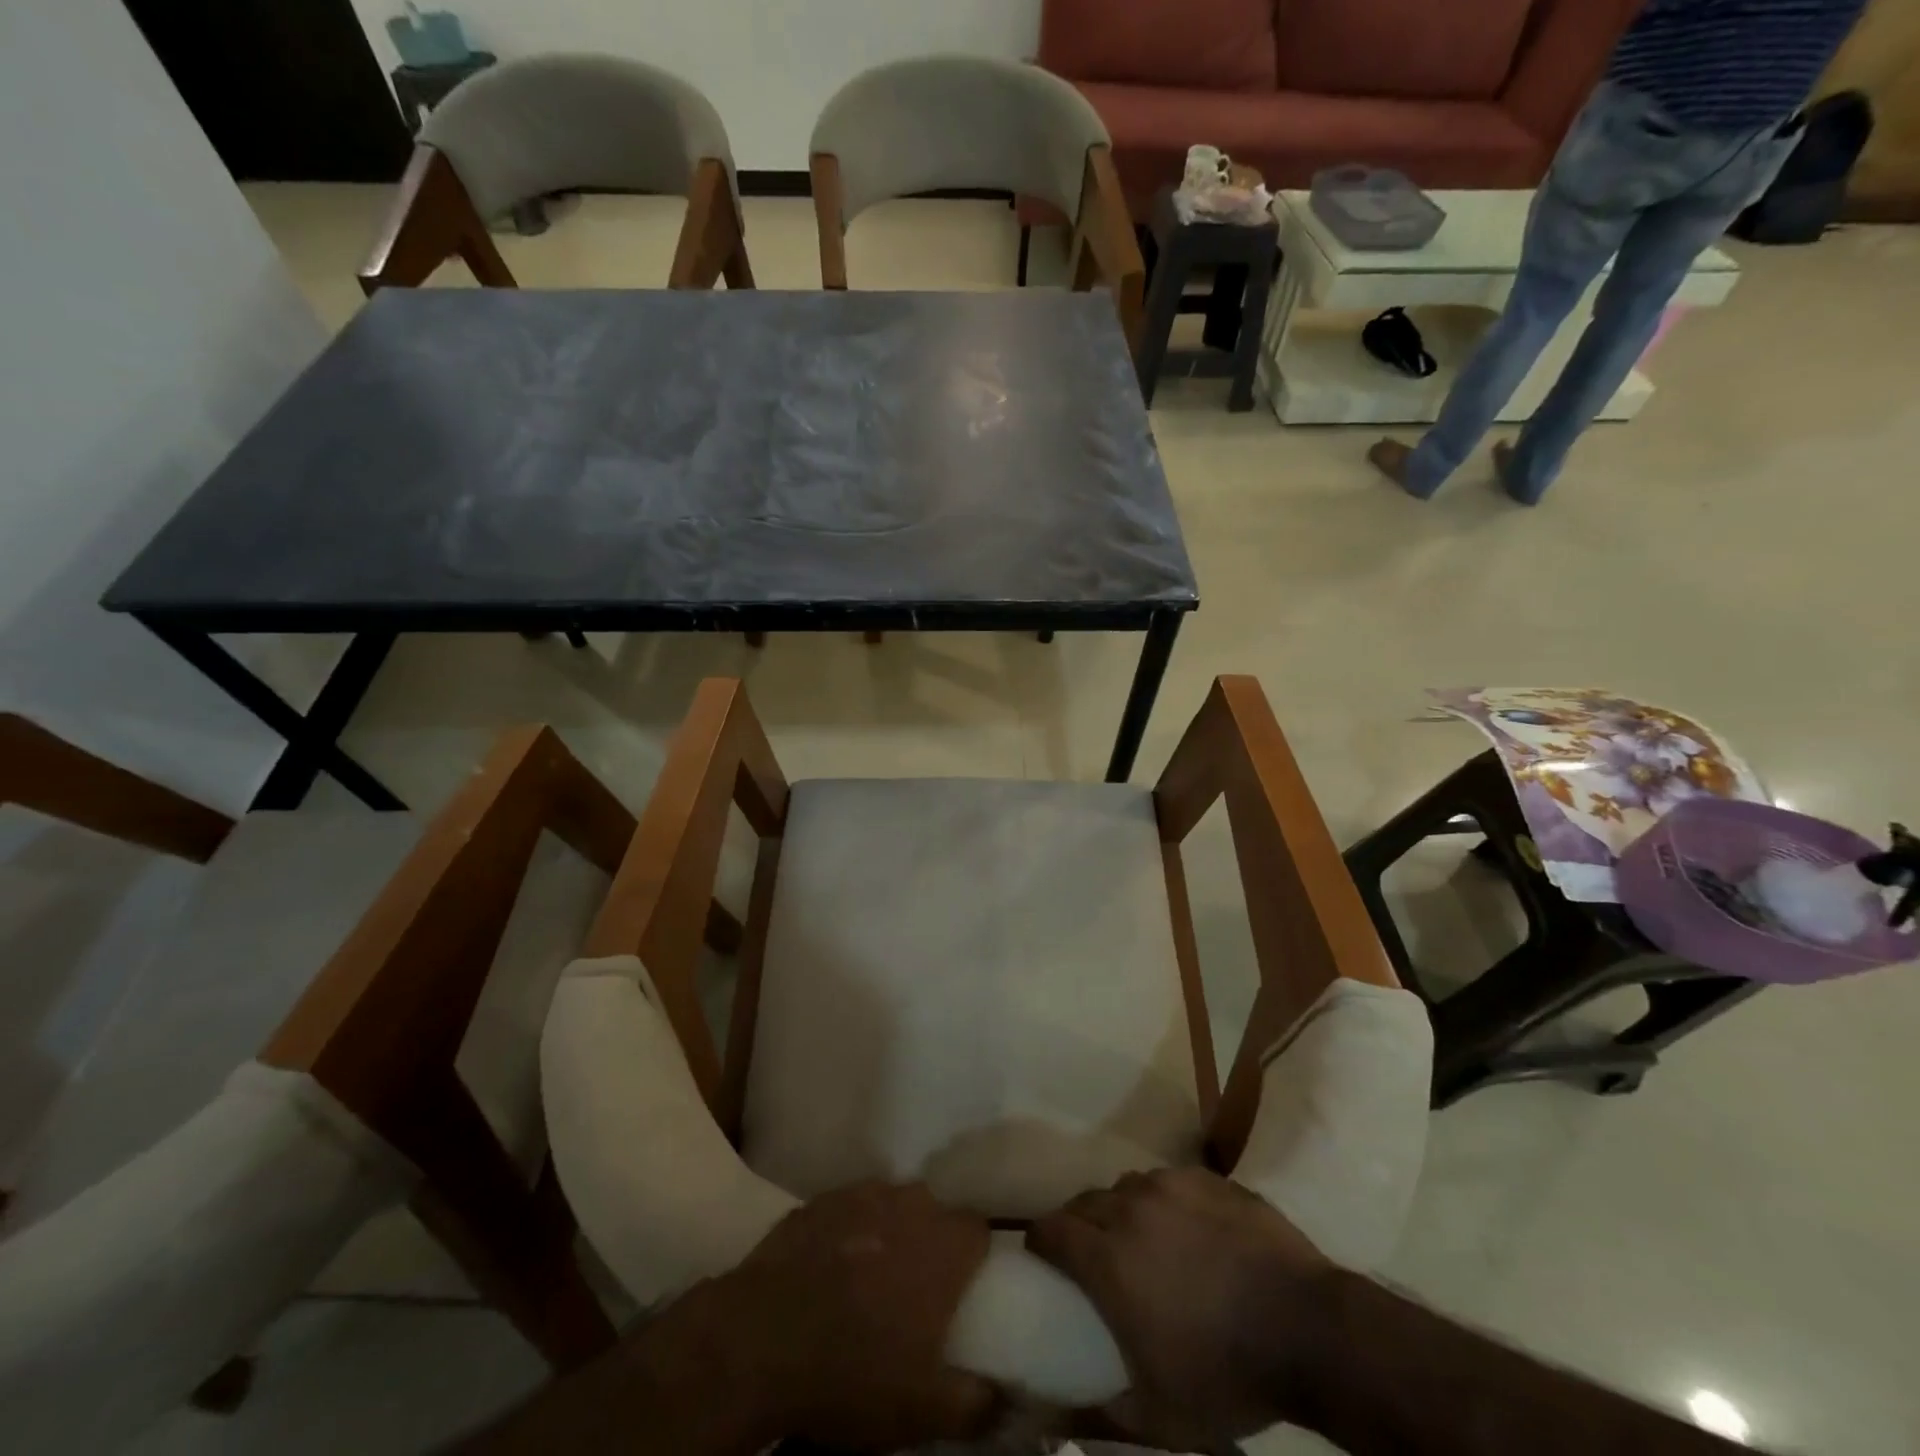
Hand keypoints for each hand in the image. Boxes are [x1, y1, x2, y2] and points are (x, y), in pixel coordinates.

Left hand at [710, 1182, 998, 1450]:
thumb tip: (1003, 1395)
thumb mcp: (922, 1410)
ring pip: (891, 1202)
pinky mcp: (820, 1198)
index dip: (974, 1257)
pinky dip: (848, 1229)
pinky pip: (848, 1207)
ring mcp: (861, 1193)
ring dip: (890, 1229)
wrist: (760, 1339)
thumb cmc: (851, 1372)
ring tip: (872, 1273)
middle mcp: (909, 1204)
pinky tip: (830, 1264)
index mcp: (943, 1246)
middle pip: (934, 1211)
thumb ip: (976, 1402)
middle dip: (931, 1241)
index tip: (965, 1287)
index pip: (978, 1230)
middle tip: (916, 1286)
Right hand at [1026, 1168, 1336, 1449]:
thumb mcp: (1160, 1415)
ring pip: (1126, 1186)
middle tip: (1090, 1252)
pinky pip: (1168, 1180)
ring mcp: (1170, 1186)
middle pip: (1085, 1201)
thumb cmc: (1226, 1373)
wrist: (1308, 1329)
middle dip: (1078, 1223)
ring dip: (1121, 1209)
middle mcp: (1130, 1208)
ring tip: (1141, 1238)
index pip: (1051, 1229)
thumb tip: (1052, 1418)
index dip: (1040, 1241)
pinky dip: (1163, 1201)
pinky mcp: (1206, 1178)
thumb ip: (1102, 1412)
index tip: (1042, 1256)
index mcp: (1108, 1258)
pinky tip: (1185, 1228)